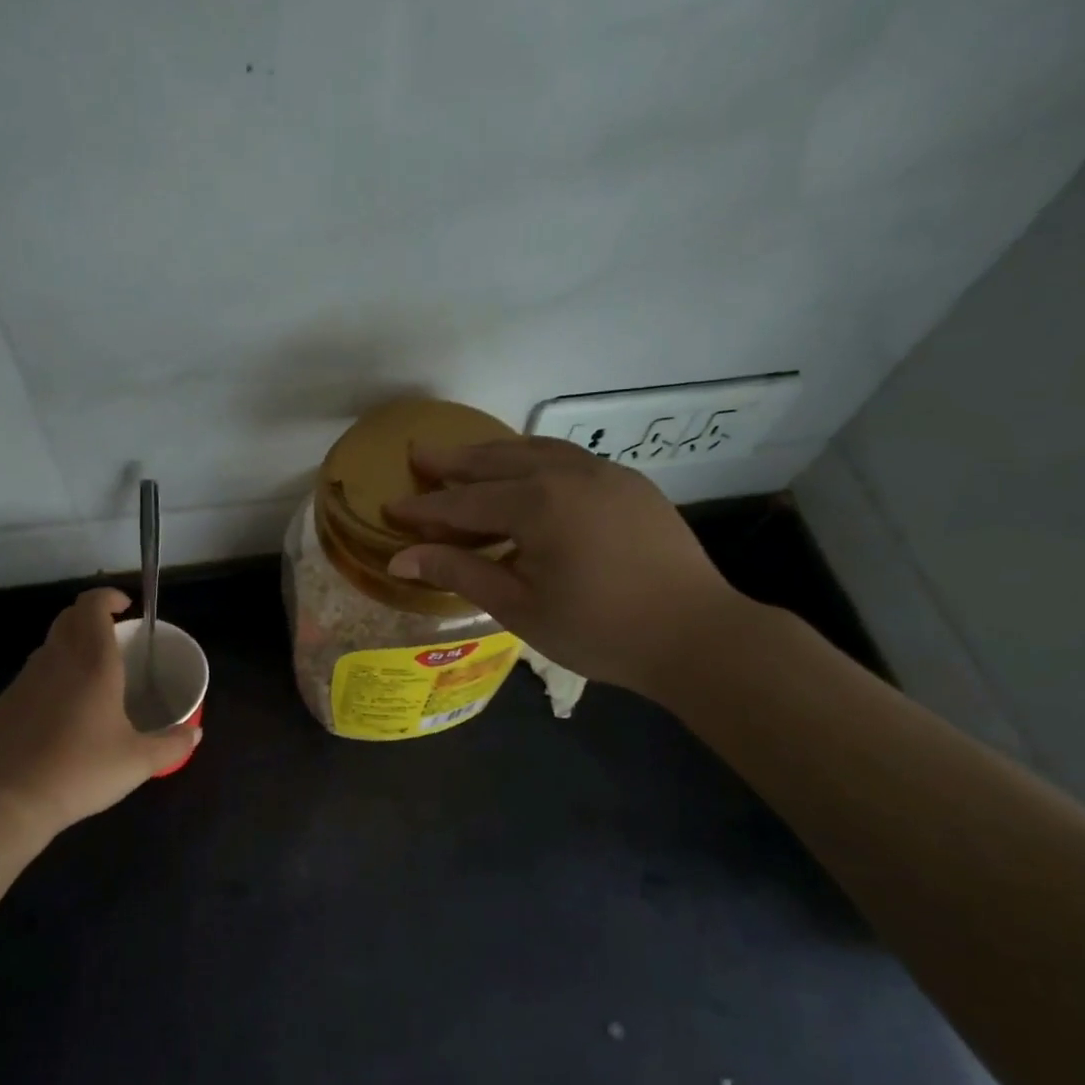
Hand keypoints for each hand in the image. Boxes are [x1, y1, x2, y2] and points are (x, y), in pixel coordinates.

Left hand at [0, 588, 198, 832]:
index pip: (92, 605)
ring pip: (50, 644)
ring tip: (92, 674)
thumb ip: (173, 744)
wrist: (10, 799)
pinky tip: (63, 710)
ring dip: (71, 644)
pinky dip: (53, 674)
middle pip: (69, 617)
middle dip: (91, 616)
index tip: (126, 608)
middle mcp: (58, 660)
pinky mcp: (7, 701)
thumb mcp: (139, 762)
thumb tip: (195, 733)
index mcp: (93, 663)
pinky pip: (34, 673)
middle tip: (114, 636)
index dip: (108, 597)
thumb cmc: (82, 770)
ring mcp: (26, 679)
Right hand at [383, 438, 747, 699]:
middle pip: (496, 460)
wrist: (696, 635)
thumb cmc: (599, 630)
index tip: (389, 508)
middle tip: (418, 455)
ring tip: (464, 457)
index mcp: (537, 504)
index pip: (464, 502)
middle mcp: (568, 473)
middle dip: (453, 461)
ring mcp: (604, 472)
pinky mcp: (629, 482)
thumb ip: (460, 572)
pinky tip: (526, 472)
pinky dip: (533, 459)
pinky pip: (568, 458)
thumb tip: (401, 558)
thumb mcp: (519, 607)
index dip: (424, 508)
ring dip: (494, 453)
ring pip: (535, 450)